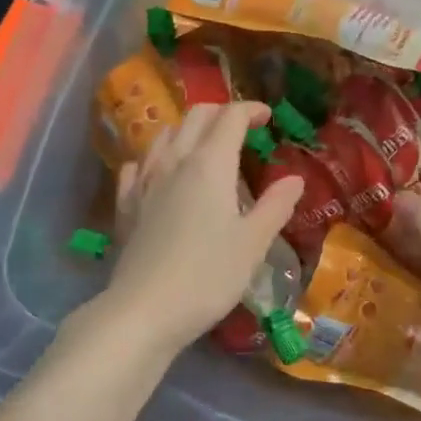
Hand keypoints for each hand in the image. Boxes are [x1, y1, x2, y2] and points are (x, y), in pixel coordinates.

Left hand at [104, 102, 303, 354]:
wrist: (143, 311)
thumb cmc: (208, 276)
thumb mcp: (253, 243)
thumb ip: (275, 206)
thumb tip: (295, 179)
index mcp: (210, 164)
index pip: (230, 117)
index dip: (251, 109)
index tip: (267, 116)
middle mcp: (175, 161)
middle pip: (196, 116)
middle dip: (221, 112)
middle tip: (242, 128)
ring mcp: (144, 181)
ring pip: (164, 134)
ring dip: (188, 129)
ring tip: (205, 146)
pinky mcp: (126, 204)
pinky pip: (138, 164)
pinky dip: (156, 157)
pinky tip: (161, 173)